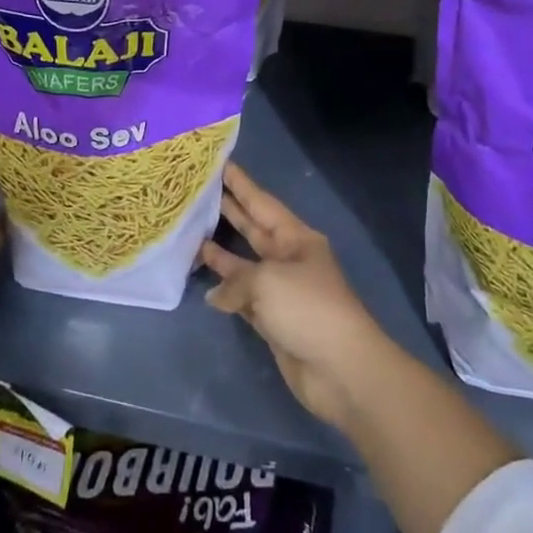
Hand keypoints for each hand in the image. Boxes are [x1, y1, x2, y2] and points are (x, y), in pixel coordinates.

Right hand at [197, 162, 388, 428]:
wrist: (340, 369)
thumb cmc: (307, 308)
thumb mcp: (267, 281)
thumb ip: (235, 279)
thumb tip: (217, 295)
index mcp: (296, 238)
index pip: (261, 203)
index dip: (240, 184)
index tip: (219, 163)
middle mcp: (288, 259)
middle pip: (253, 229)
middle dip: (229, 211)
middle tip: (199, 192)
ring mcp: (281, 291)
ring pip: (245, 264)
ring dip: (221, 253)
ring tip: (192, 234)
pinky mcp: (273, 321)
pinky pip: (244, 298)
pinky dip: (227, 292)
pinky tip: (206, 288)